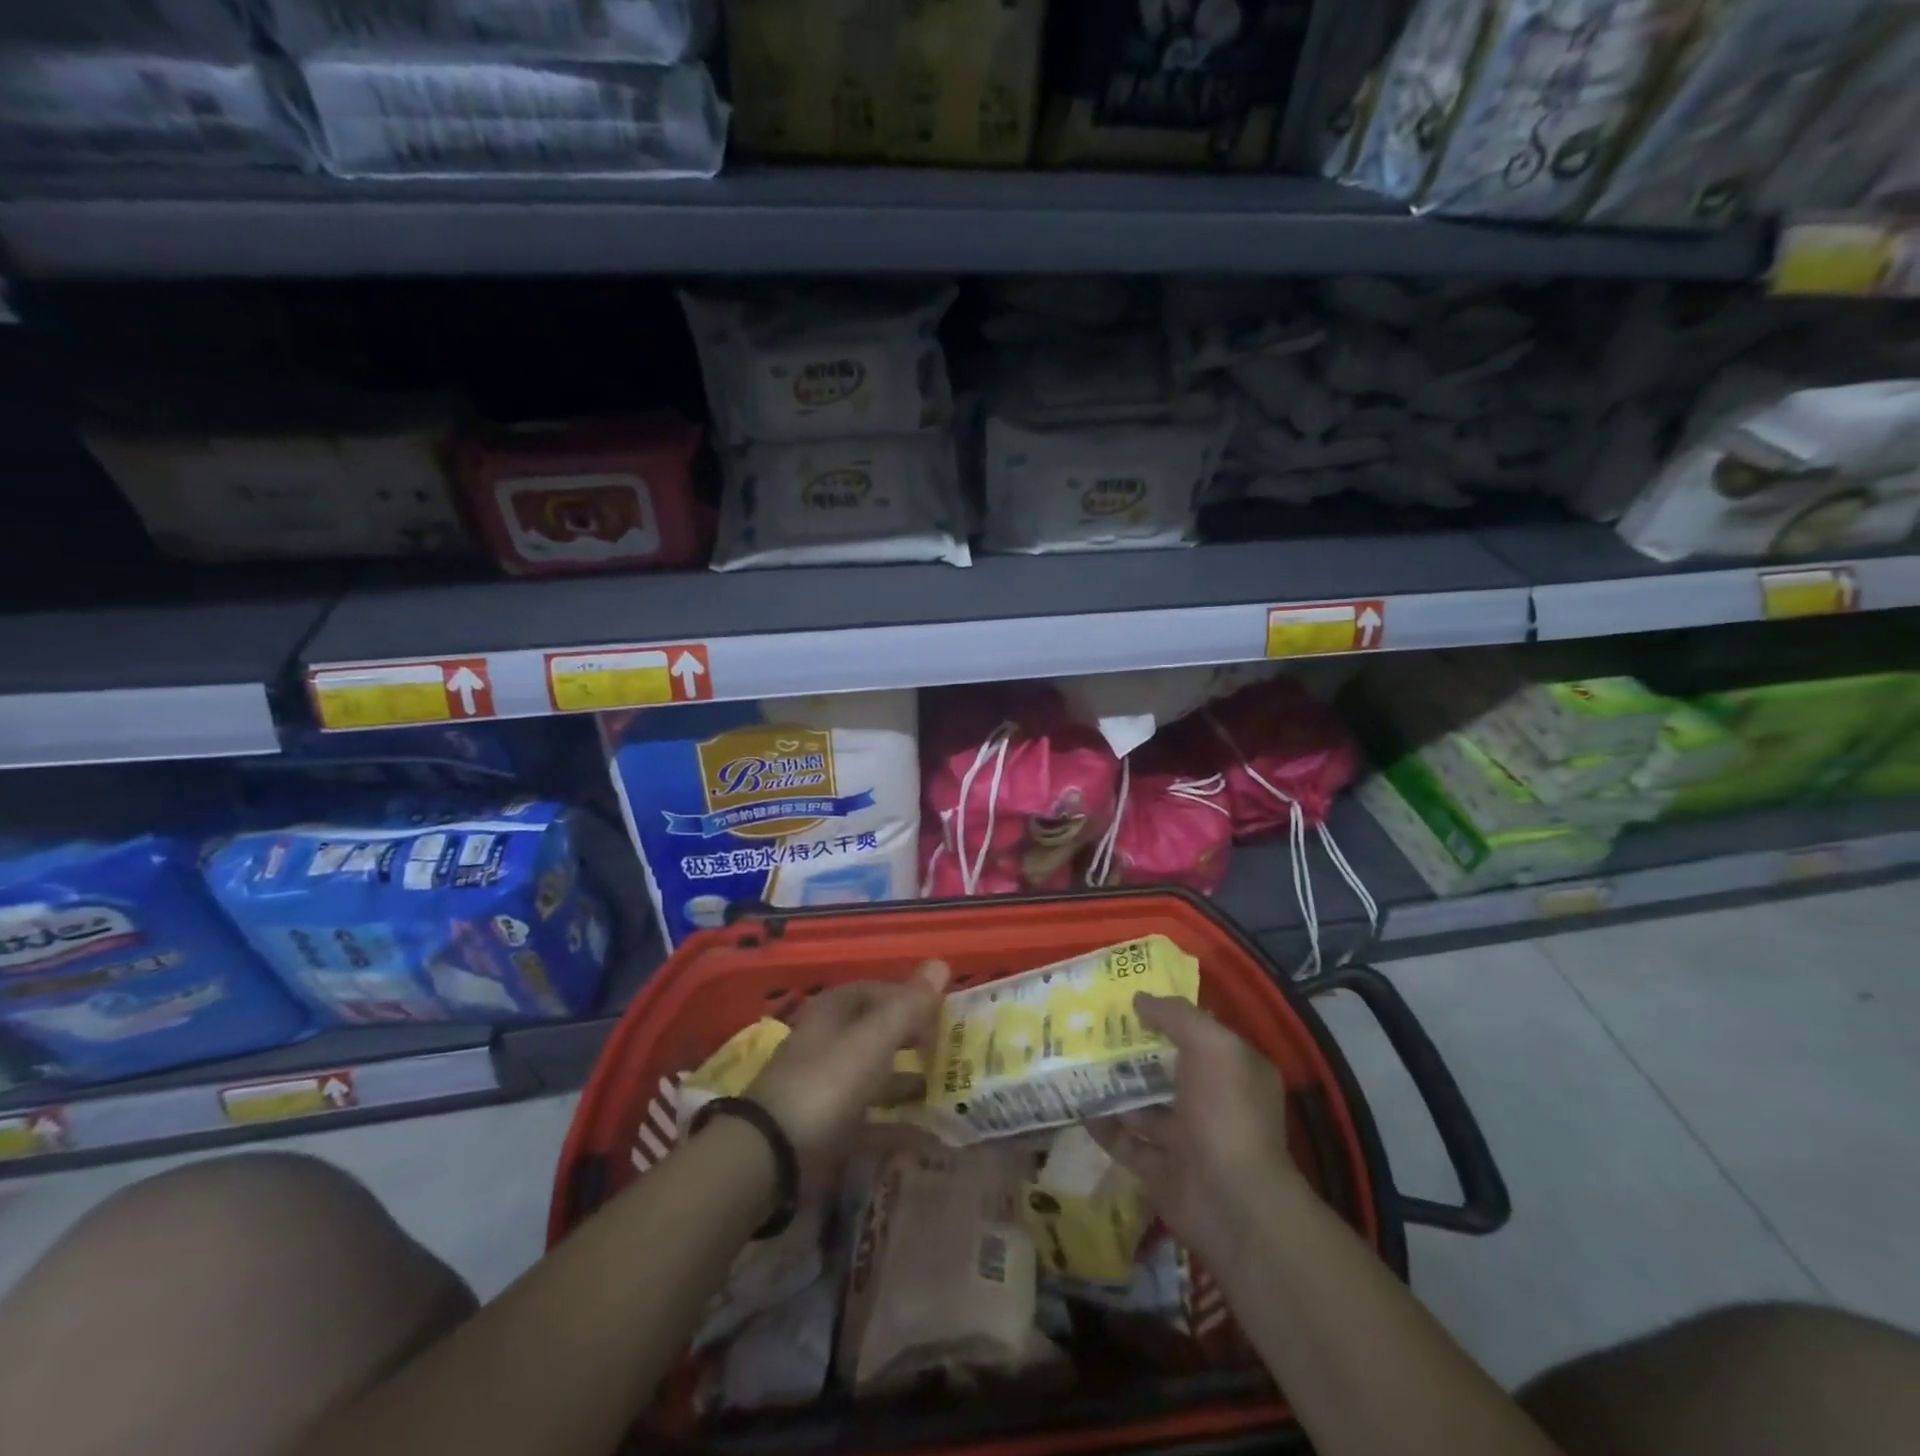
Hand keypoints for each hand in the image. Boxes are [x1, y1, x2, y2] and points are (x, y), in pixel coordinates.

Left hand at [748, 961, 948, 1166]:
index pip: (876, 991)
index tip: (943, 1012)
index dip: (909, 997)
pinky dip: (895, 1123)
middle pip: (875, 1033)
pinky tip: (926, 1134)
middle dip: (911, 1039)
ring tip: (945, 1089)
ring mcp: (824, 1086)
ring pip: (873, 1075)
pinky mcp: (825, 1128)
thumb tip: (941, 963)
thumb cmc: (827, 1082)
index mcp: (833, 1011)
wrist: (773, 1155)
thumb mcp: (874, 1038)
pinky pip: (869, 1119)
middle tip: (949, 1050)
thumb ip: (908, 1004)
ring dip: (906, 1080)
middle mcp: (826, 1042)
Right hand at [1093, 992, 1301, 1262]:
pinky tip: (1077, 1106)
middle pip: (1165, 1069)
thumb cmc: (1226, 1113)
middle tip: (1090, 1029)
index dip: (1166, 1016)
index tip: (1127, 999)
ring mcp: (1186, 1140)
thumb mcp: (1211, 1046)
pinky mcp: (1161, 1172)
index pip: (1198, 1034)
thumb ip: (1176, 1016)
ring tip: (1075, 1062)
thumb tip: (1140, 999)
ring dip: (1113, 1088)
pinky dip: (1104, 1126)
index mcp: (1232, 1071)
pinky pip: (1126, 1142)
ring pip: (1142, 1106)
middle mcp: (1212, 1103)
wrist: (1233, 1205)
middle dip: (1131, 1052)